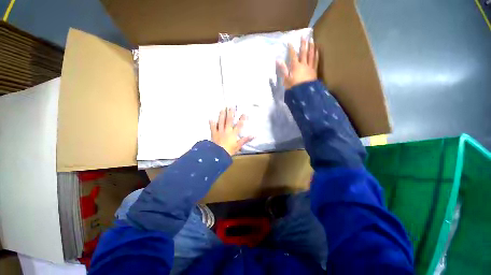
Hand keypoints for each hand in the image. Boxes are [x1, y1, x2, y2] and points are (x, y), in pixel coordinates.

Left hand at [209, 108, 253, 155]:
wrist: (218, 154)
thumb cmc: (229, 150)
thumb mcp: (238, 146)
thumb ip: (245, 140)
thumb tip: (254, 135)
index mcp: (233, 134)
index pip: (239, 125)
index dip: (242, 119)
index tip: (244, 113)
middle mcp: (227, 130)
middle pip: (229, 120)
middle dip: (230, 113)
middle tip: (231, 106)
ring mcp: (220, 131)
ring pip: (221, 121)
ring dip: (222, 115)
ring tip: (223, 109)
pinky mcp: (214, 133)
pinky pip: (212, 127)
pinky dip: (212, 122)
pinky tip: (211, 118)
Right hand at [277, 38, 318, 89]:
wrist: (304, 93)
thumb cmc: (293, 87)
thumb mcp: (286, 79)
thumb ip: (283, 69)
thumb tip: (278, 60)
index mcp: (295, 66)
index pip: (293, 55)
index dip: (291, 49)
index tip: (290, 42)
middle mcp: (303, 64)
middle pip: (303, 52)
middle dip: (303, 44)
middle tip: (303, 36)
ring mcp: (310, 67)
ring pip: (311, 55)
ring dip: (311, 47)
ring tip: (312, 40)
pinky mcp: (314, 71)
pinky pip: (315, 61)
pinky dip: (316, 55)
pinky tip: (317, 51)